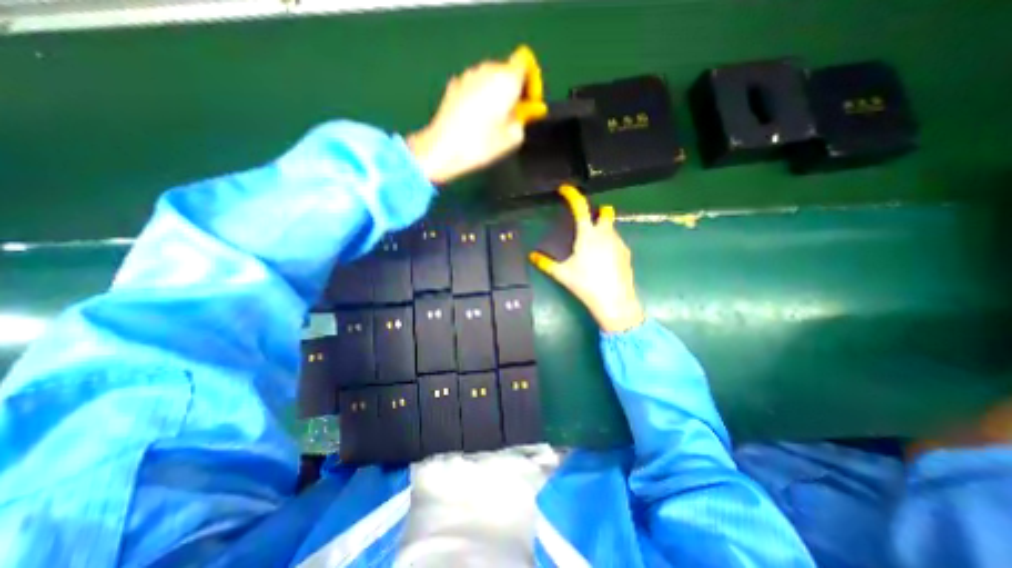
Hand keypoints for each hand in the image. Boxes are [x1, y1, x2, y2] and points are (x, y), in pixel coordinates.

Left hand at [407, 46, 546, 184]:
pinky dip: (478, 96)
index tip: (528, 101)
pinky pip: (473, 86)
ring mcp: (468, 76)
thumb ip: (522, 122)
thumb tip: (518, 116)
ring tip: (491, 119)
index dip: (529, 82)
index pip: (524, 65)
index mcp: (506, 80)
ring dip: (493, 93)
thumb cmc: (480, 144)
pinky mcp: (454, 85)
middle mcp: (487, 70)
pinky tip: (474, 118)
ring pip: (488, 78)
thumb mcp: (511, 139)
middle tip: (511, 114)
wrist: (443, 148)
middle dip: (511, 89)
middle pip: (505, 71)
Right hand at [526, 187, 643, 334]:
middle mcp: (606, 234)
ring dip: (602, 230)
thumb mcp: (562, 274)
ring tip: (592, 249)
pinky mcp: (626, 253)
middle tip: (587, 223)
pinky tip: (603, 260)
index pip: (580, 207)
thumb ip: (545, 263)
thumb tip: (531, 256)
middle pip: (605, 213)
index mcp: (587, 235)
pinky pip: (617, 241)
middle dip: (598, 212)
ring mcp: (619, 243)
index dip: (572, 195)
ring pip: (611, 228)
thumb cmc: (585, 284)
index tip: (565, 190)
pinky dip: (609, 243)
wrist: (614, 301)